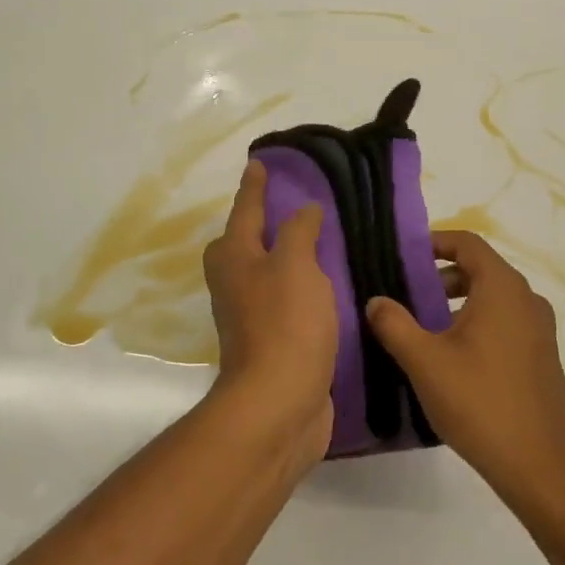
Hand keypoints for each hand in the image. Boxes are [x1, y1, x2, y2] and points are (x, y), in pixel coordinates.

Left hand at [201, 159, 335, 458]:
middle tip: (290, 205)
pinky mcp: (274, 343)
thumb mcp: (294, 264)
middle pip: (245, 244)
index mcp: (235, 258)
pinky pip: (289, 302)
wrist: (279, 402)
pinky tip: (329, 287)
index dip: (254, 186)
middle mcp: (236, 284)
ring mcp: (252, 316)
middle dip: (262, 223)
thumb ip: (298, 232)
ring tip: (320, 242)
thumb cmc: (285, 324)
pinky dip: (304, 289)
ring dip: (287, 257)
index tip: (259, 163)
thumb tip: (302, 211)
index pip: (245, 210)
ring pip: (269, 274)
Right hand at [365, 231, 564, 490]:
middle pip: (480, 269)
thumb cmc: (479, 402)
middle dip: (440, 277)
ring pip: (492, 299)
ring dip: (456, 303)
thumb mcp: (424, 361)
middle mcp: (526, 300)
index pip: (468, 243)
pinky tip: (452, 358)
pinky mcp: (541, 356)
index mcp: (502, 289)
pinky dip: (476, 324)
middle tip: (405, 295)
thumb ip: (394, 324)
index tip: (403, 257)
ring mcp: (539, 329)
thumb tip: (376, 301)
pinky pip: (504, 323)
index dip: (434, 242)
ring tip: (422, 329)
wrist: (539, 464)